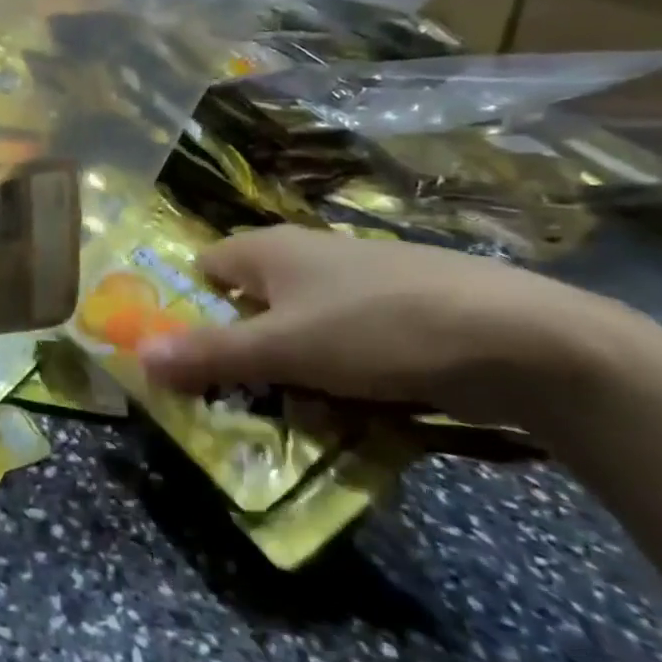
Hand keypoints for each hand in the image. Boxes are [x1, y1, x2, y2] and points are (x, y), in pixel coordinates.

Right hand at [139, 225, 627, 425]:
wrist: (524, 340)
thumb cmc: (378, 330)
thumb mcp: (284, 349)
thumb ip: (211, 353)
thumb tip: (137, 357)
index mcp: (270, 249)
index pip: (205, 267)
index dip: (188, 305)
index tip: (185, 355)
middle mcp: (309, 254)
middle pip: (252, 300)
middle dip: (240, 347)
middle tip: (233, 397)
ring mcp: (360, 281)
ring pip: (302, 325)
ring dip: (291, 366)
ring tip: (293, 413)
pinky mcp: (404, 311)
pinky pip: (348, 341)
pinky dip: (340, 371)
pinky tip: (355, 407)